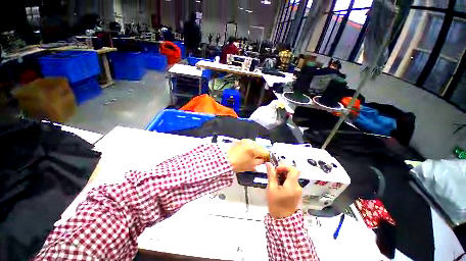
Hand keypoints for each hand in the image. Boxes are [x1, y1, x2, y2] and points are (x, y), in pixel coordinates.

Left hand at [227, 139, 268, 172]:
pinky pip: (249, 144)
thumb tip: (263, 160)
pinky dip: (250, 148)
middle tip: (259, 160)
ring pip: (255, 145)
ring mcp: (245, 140)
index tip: (266, 161)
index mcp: (254, 148)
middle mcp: (251, 142)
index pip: (266, 151)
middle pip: (261, 147)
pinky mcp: (240, 141)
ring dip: (255, 150)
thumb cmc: (238, 163)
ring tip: (252, 157)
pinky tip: (247, 154)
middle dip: (261, 153)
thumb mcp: (251, 165)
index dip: (267, 157)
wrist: (224, 159)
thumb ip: (259, 162)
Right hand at [266, 163, 301, 218]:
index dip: (285, 167)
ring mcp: (298, 190)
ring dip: (283, 175)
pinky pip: (292, 182)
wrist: (282, 219)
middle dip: (283, 171)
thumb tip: (269, 163)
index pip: (294, 170)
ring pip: (292, 177)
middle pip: (292, 173)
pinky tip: (279, 185)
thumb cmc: (275, 204)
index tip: (276, 170)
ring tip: (275, 180)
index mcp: (292, 186)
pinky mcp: (297, 193)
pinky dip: (285, 180)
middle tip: (273, 174)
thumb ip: (271, 175)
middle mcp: (298, 187)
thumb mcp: (271, 188)